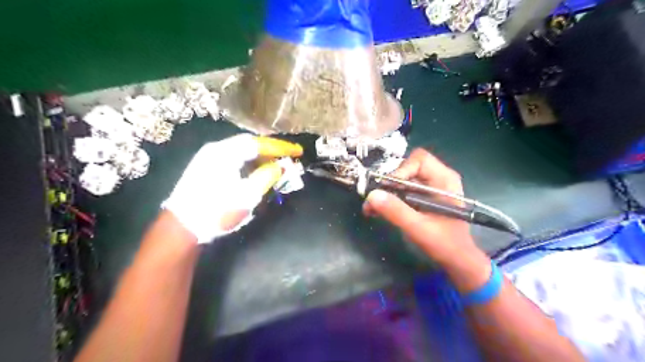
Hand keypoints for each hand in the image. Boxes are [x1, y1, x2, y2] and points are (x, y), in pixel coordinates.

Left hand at [161, 134, 301, 242]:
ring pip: (241, 151)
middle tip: (288, 156)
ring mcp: (208, 157)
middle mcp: (216, 149)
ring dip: (261, 157)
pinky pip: (234, 158)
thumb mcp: (247, 196)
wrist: (181, 227)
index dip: (281, 147)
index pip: (259, 144)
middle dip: (271, 150)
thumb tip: (280, 166)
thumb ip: (267, 177)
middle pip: (249, 143)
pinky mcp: (206, 167)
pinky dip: (249, 163)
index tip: (298, 151)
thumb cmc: (216, 211)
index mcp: (225, 153)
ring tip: (276, 164)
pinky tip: (257, 171)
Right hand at [360, 148, 480, 265]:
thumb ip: (397, 211)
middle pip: (406, 169)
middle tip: (374, 199)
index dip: (401, 170)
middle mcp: (436, 179)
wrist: (457, 260)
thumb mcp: (419, 228)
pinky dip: (389, 200)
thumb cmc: (445, 243)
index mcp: (444, 179)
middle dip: (389, 184)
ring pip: (401, 181)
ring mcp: (428, 189)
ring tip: (369, 208)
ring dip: (385, 193)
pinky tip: (375, 211)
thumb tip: (371, 195)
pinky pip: (401, 192)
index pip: (419, 160)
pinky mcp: (420, 199)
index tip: (389, 189)